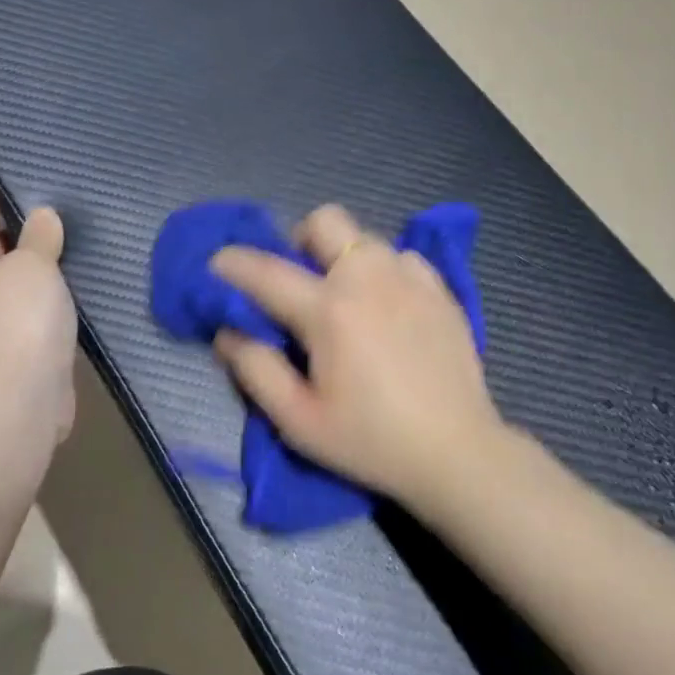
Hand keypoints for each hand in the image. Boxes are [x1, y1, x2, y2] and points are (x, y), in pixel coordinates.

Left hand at [0, 165, 76, 441]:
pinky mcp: (19, 350)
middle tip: (35, 198)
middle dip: (7, 226)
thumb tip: (42, 219)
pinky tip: (68, 287)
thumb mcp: (31, 266)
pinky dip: (47, 294)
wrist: (19, 399)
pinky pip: (33, 309)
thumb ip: (38, 239)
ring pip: (14, 281)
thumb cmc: (18, 318)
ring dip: (31, 264)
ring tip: (58, 238)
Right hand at [210, 204, 503, 504]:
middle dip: (299, 239)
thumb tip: (228, 332)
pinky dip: (383, 271)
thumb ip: (255, 370)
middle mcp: (369, 279)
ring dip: (342, 256)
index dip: (233, 263)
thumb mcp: (298, 421)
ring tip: (344, 297)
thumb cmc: (370, 441)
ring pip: (365, 236)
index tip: (216, 263)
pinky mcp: (441, 291)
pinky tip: (386, 307)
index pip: (266, 271)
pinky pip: (402, 258)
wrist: (458, 454)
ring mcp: (411, 280)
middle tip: (297, 279)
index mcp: (329, 311)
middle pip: (325, 221)